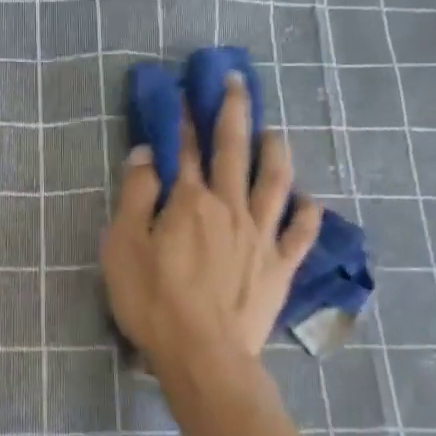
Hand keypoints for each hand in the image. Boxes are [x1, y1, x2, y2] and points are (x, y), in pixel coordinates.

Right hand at [101, 72, 322, 371]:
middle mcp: (230, 207)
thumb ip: (136, 196)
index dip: (184, 119)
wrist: (204, 354)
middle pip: (234, 151)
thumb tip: (146, 154)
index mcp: (190, 202)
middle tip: (238, 81)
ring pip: (275, 183)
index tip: (186, 91)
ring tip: (275, 132)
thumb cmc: (153, 301)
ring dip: (276, 152)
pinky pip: (300, 234)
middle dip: (234, 112)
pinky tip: (311, 201)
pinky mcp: (280, 267)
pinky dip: (308, 214)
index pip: (186, 151)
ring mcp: (261, 236)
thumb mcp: (124, 246)